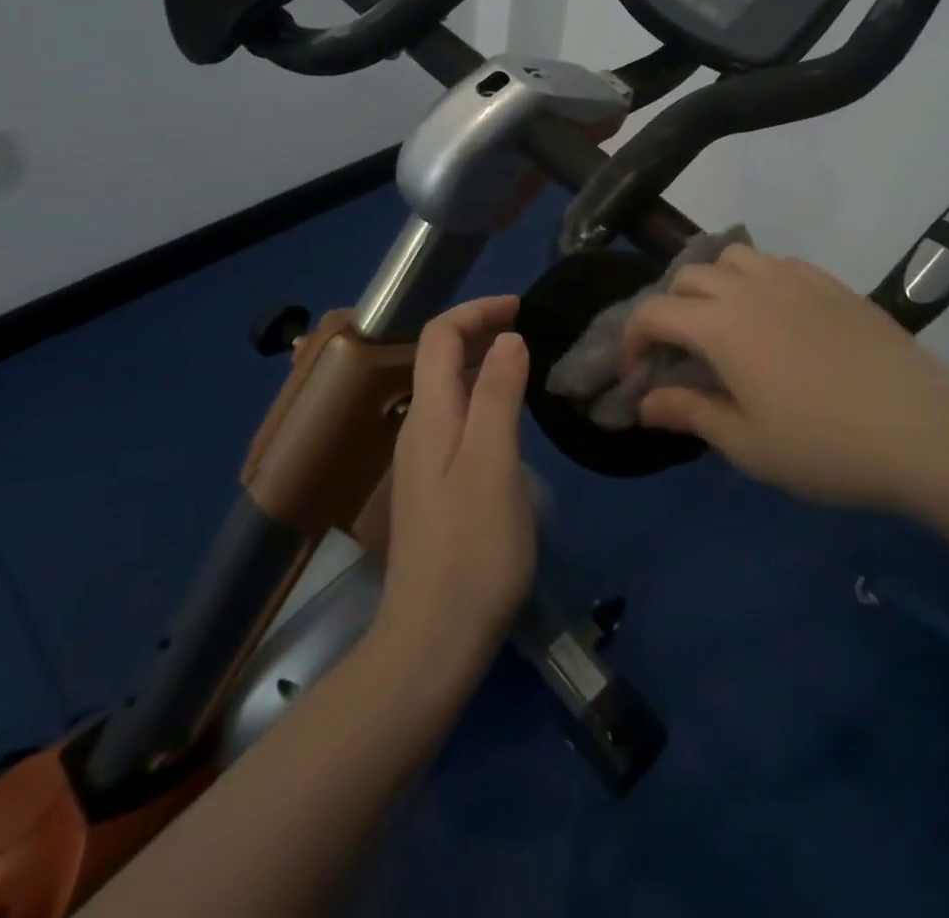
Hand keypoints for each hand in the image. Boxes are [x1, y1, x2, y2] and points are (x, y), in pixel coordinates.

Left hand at [375, 296, 535, 680]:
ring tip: (526, 364)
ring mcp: (423, 462)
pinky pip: (456, 420)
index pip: (439, 335)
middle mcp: (418, 429)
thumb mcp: (493, 462)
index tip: (522, 307)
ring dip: (482, 363)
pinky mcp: (435, 489)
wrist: (433, 641)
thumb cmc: (472, 549)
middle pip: (439, 358)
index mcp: (429, 416)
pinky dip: (483, 398)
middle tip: (530, 330)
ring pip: (448, 390)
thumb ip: (496, 394)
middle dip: (480, 330)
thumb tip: (507, 338)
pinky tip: (510, 420)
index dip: (477, 310)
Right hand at [624, 246, 948, 508]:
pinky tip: (774, 315)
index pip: (654, 312)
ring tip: (723, 322)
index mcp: (720, 325)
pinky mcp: (830, 282)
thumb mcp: (746, 443)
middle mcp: (750, 288)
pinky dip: (756, 279)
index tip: (635, 370)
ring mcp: (794, 278)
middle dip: (669, 308)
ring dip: (712, 283)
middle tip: (679, 351)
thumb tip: (644, 403)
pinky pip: (776, 262)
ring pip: (733, 257)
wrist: (920, 427)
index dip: (632, 338)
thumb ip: (689, 413)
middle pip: (688, 277)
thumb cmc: (823, 444)